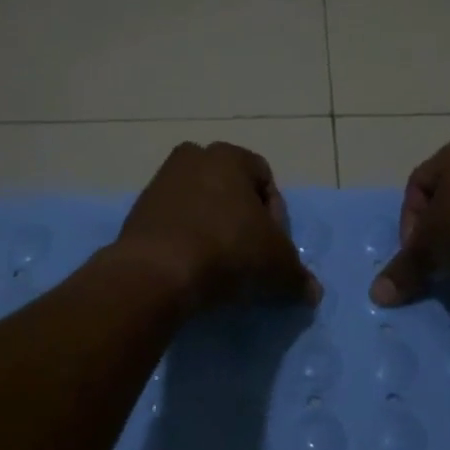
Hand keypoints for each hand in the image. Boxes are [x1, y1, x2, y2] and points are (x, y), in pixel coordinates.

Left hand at [115, 142, 320, 313]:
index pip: (265, 179)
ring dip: (212, 230)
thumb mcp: (277, 266)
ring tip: (220, 267)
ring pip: (199, 206)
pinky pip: (173, 224)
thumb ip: (298, 276)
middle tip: (249, 254)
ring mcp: (160, 183)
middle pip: (229, 190)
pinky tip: (192, 269)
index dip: (276, 216)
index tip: (273, 247)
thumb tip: (313, 293)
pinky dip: (185, 241)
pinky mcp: (137, 212)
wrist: (157, 272)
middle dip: (242, 219)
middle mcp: (192, 158)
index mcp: (229, 156)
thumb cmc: (228, 251)